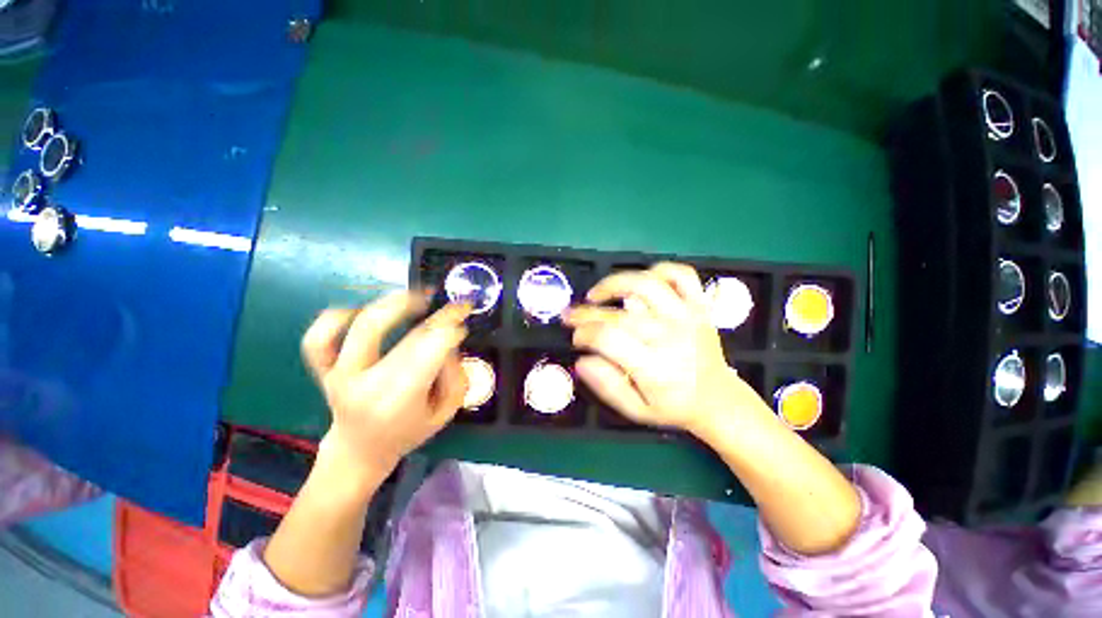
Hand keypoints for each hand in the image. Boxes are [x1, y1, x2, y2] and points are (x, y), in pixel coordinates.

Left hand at [301, 292, 470, 476]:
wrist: (358, 451)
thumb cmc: (407, 432)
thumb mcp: (445, 413)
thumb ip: (455, 377)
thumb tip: (449, 343)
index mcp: (399, 400)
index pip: (431, 353)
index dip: (451, 329)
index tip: (463, 319)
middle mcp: (366, 385)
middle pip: (410, 339)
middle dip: (439, 317)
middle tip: (454, 307)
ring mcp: (339, 374)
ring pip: (363, 327)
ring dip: (395, 304)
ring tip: (417, 297)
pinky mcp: (322, 369)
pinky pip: (320, 337)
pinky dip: (337, 317)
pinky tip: (361, 311)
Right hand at [564, 263, 761, 436]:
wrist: (718, 400)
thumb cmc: (674, 406)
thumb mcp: (636, 410)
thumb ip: (607, 386)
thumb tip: (581, 360)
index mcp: (655, 367)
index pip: (608, 338)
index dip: (584, 333)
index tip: (576, 337)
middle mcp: (671, 336)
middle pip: (621, 313)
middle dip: (587, 312)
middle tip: (572, 315)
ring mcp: (687, 316)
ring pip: (647, 284)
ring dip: (615, 283)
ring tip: (598, 294)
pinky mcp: (699, 306)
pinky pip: (680, 275)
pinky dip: (658, 271)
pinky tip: (640, 282)